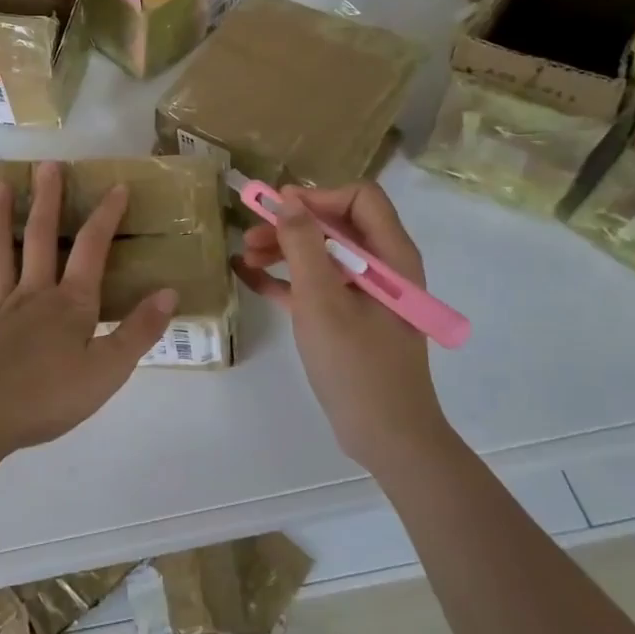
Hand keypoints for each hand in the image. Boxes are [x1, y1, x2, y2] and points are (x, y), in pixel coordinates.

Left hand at [0, 161, 176, 462]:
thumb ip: (139, 332)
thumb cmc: (47, 398)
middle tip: (47, 165)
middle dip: (48, 199)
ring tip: (1, 184)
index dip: (106, 216)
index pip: (92, 250)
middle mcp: (33, 293)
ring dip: (2, 215)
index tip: (115, 186)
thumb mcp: (107, 372)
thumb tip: (170, 292)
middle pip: (40, 237)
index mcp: (71, 304)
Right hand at [233, 182, 446, 468]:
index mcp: (390, 256)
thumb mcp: (322, 300)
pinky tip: (248, 277)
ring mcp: (364, 294)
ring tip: (244, 257)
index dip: (317, 197)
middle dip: (291, 225)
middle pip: (335, 225)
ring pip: (321, 254)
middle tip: (250, 235)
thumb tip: (287, 199)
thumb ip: (303, 245)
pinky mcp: (348, 318)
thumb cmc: (356, 364)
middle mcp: (381, 267)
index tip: (279, 210)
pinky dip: (285, 279)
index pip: (359, 198)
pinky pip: (315, 285)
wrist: (385, 436)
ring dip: (283, 250)